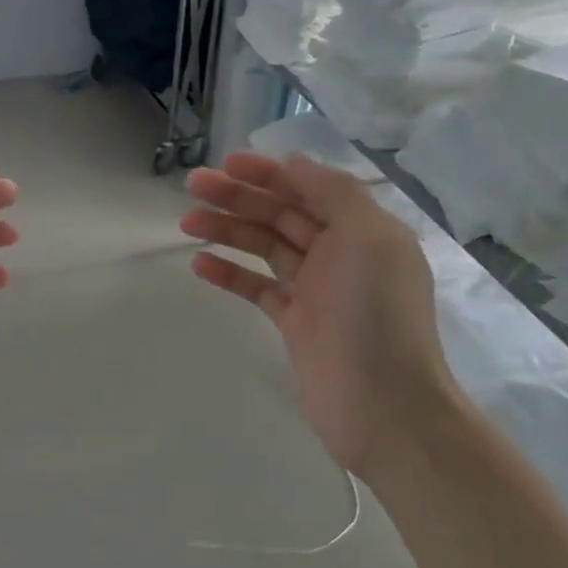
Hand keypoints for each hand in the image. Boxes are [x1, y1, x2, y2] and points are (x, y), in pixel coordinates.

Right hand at [182, 152, 455, 472]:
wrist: (381, 404)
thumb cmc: (377, 315)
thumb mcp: (368, 238)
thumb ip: (334, 194)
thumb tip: (295, 163)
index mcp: (363, 229)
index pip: (310, 188)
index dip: (269, 173)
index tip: (227, 164)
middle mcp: (341, 253)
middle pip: (282, 214)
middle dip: (239, 198)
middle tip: (192, 187)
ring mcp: (316, 289)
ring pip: (265, 248)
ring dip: (228, 231)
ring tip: (186, 223)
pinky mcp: (295, 322)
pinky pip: (258, 287)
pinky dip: (231, 274)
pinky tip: (200, 264)